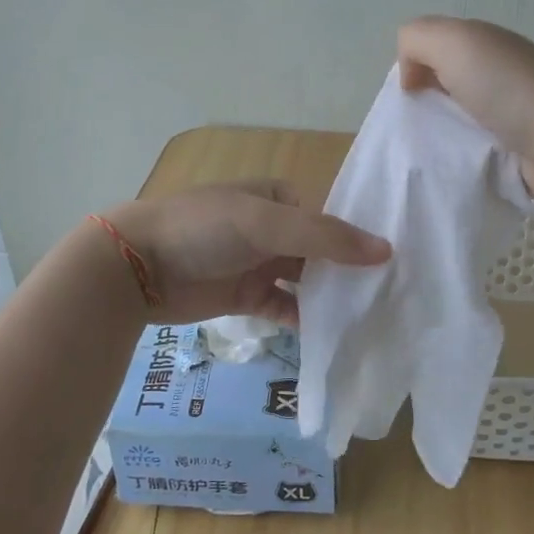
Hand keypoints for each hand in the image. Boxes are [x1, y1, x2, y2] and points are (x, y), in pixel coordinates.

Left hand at [101, 181, 389, 325]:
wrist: (137, 267)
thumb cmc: (204, 229)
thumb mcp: (266, 223)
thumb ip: (325, 237)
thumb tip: (386, 250)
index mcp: (279, 198)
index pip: (331, 218)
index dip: (359, 239)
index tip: (396, 263)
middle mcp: (273, 229)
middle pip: (321, 252)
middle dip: (350, 272)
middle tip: (392, 297)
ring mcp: (259, 264)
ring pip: (306, 282)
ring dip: (331, 298)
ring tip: (371, 318)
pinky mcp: (247, 297)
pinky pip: (285, 308)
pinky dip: (306, 320)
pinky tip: (332, 334)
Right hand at [397, 16, 533, 199]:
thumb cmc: (508, 88)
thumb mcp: (454, 41)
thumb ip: (417, 40)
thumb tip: (410, 76)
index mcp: (482, 45)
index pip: (433, 51)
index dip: (413, 69)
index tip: (410, 97)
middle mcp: (494, 75)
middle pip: (442, 89)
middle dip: (423, 108)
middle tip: (415, 131)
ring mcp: (507, 115)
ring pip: (455, 123)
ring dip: (439, 138)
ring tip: (429, 156)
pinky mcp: (513, 151)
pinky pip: (472, 153)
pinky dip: (459, 161)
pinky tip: (451, 170)